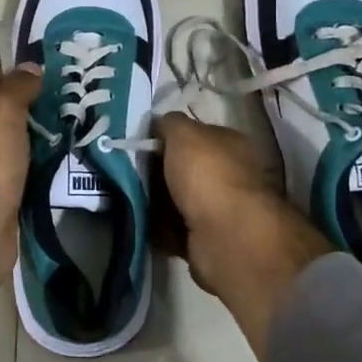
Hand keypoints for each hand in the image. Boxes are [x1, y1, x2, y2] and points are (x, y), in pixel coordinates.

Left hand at [0, 61, 43, 347]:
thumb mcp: (1, 111)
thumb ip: (17, 85)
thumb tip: (30, 69)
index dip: (1, 70)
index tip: (35, 76)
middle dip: (15, 101)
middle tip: (50, 100)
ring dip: (21, 132)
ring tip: (54, 127)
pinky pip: (0, 166)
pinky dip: (20, 160)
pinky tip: (44, 159)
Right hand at [154, 113, 330, 361]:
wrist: (224, 236)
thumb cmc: (207, 174)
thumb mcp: (184, 133)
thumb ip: (171, 123)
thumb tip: (162, 123)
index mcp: (231, 143)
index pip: (197, 134)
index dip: (170, 137)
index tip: (142, 142)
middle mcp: (230, 174)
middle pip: (186, 168)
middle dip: (159, 171)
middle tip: (131, 171)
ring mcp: (220, 209)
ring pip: (178, 199)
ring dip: (157, 201)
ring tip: (130, 196)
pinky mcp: (207, 239)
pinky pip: (175, 229)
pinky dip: (159, 228)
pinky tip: (142, 222)